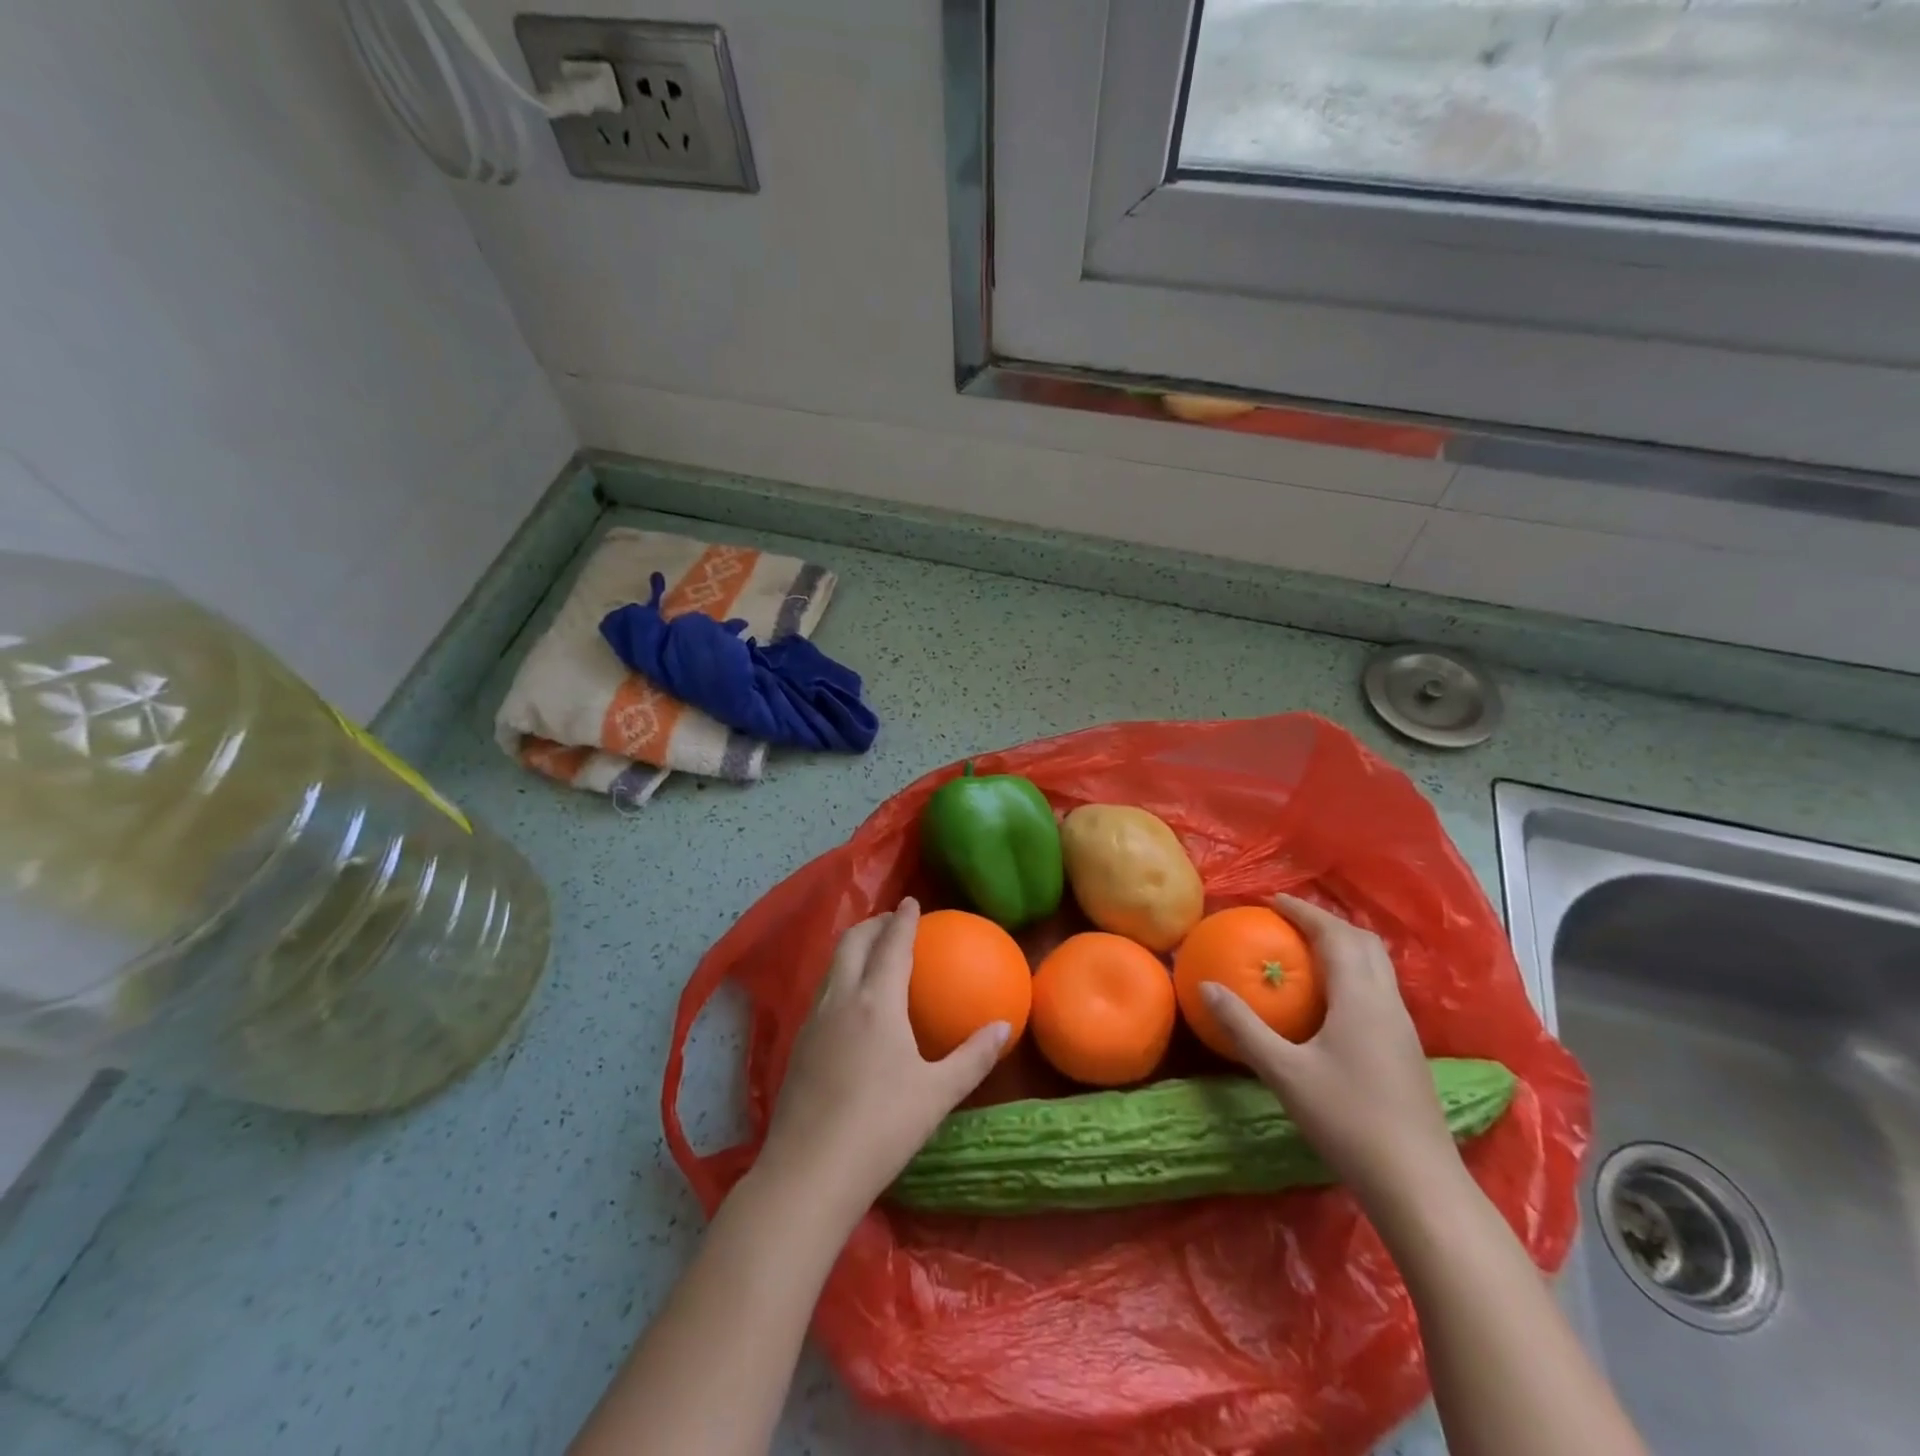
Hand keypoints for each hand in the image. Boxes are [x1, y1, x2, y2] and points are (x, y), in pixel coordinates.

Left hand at [756, 898, 1008, 1219]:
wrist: (808, 1172)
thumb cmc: (882, 1127)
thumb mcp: (937, 1094)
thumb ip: (973, 1057)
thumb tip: (1005, 1026)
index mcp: (876, 1001)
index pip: (891, 945)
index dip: (902, 919)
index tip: (911, 902)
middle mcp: (841, 999)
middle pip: (852, 943)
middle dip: (872, 924)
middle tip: (891, 921)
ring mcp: (813, 1021)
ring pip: (832, 966)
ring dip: (852, 948)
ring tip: (871, 952)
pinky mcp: (797, 1045)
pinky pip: (822, 992)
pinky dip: (840, 977)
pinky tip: (850, 1004)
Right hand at [1200, 894, 1461, 1206]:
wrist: (1418, 1184)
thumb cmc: (1348, 1120)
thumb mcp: (1284, 1072)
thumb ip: (1243, 1026)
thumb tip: (1205, 986)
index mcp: (1360, 997)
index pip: (1334, 935)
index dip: (1303, 912)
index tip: (1272, 901)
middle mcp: (1387, 1002)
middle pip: (1363, 942)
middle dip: (1326, 923)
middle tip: (1288, 922)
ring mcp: (1403, 1027)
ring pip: (1377, 966)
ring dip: (1343, 946)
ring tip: (1306, 951)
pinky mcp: (1406, 1050)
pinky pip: (1379, 989)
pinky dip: (1353, 973)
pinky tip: (1331, 1000)